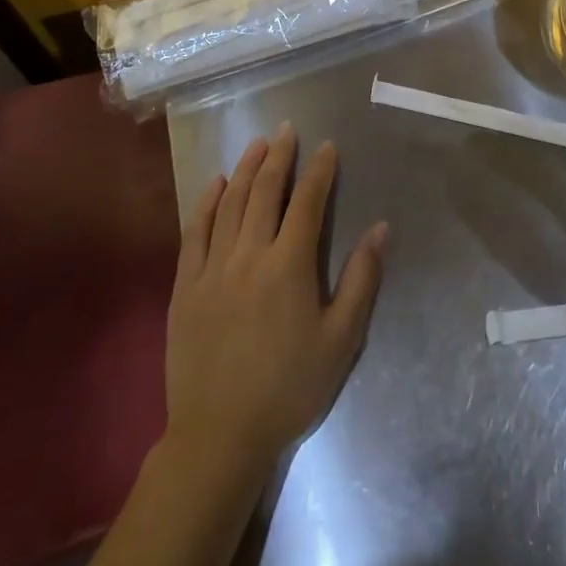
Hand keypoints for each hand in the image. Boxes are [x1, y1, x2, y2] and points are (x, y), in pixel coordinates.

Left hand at [163, 125, 387, 489]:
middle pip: (265, 192)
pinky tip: (216, 184)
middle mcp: (249, 255)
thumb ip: (361, 279)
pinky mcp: (184, 287)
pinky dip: (206, 202)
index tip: (327, 146)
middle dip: (280, 156)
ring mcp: (212, 268)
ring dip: (246, 169)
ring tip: (258, 144)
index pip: (307, 202)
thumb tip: (380, 227)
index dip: (319, 171)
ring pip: (230, 204)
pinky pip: (194, 232)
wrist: (219, 436)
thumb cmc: (289, 388)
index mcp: (289, 265)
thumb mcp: (341, 340)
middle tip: (287, 130)